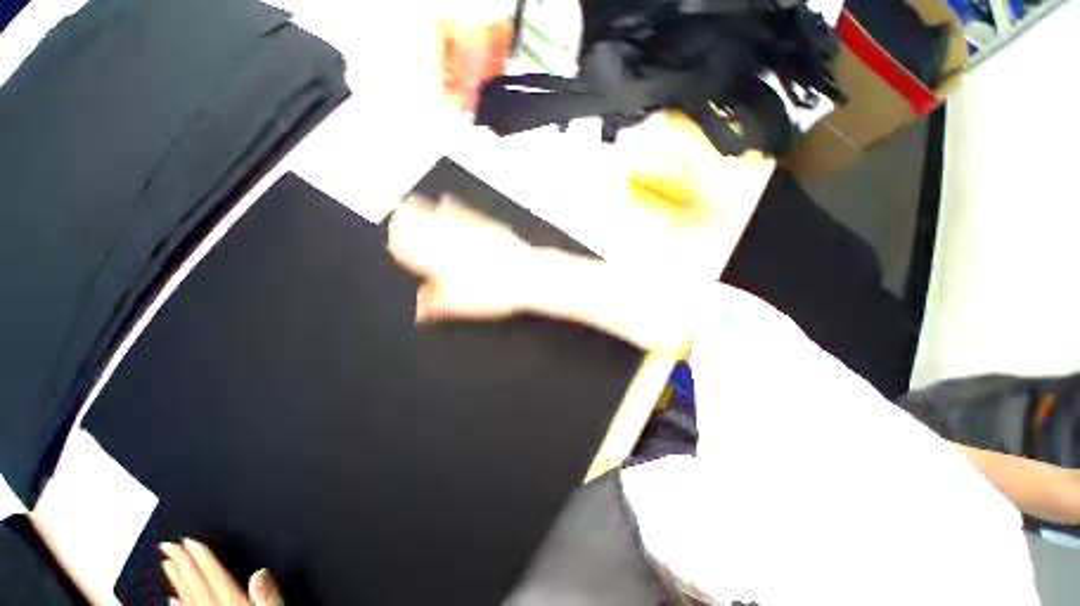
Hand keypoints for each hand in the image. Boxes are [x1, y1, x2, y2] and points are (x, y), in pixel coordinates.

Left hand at [160, 539, 283, 605]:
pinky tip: (172, 599)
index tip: (190, 541)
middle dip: (182, 565)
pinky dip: (178, 604)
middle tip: (167, 546)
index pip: (214, 578)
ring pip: (187, 599)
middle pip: (195, 587)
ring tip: (167, 565)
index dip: (201, 558)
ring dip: (177, 581)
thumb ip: (268, 598)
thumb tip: (260, 573)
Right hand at [387, 195, 533, 321]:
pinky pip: (464, 212)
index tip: (392, 239)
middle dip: (408, 221)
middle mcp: (452, 242)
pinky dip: (453, 206)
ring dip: (423, 209)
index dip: (401, 245)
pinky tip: (446, 200)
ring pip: (439, 218)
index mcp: (442, 263)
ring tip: (410, 201)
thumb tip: (418, 310)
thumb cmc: (494, 293)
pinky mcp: (488, 226)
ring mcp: (470, 231)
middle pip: (424, 229)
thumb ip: (435, 305)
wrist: (528, 276)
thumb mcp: (461, 306)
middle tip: (396, 212)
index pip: (414, 251)